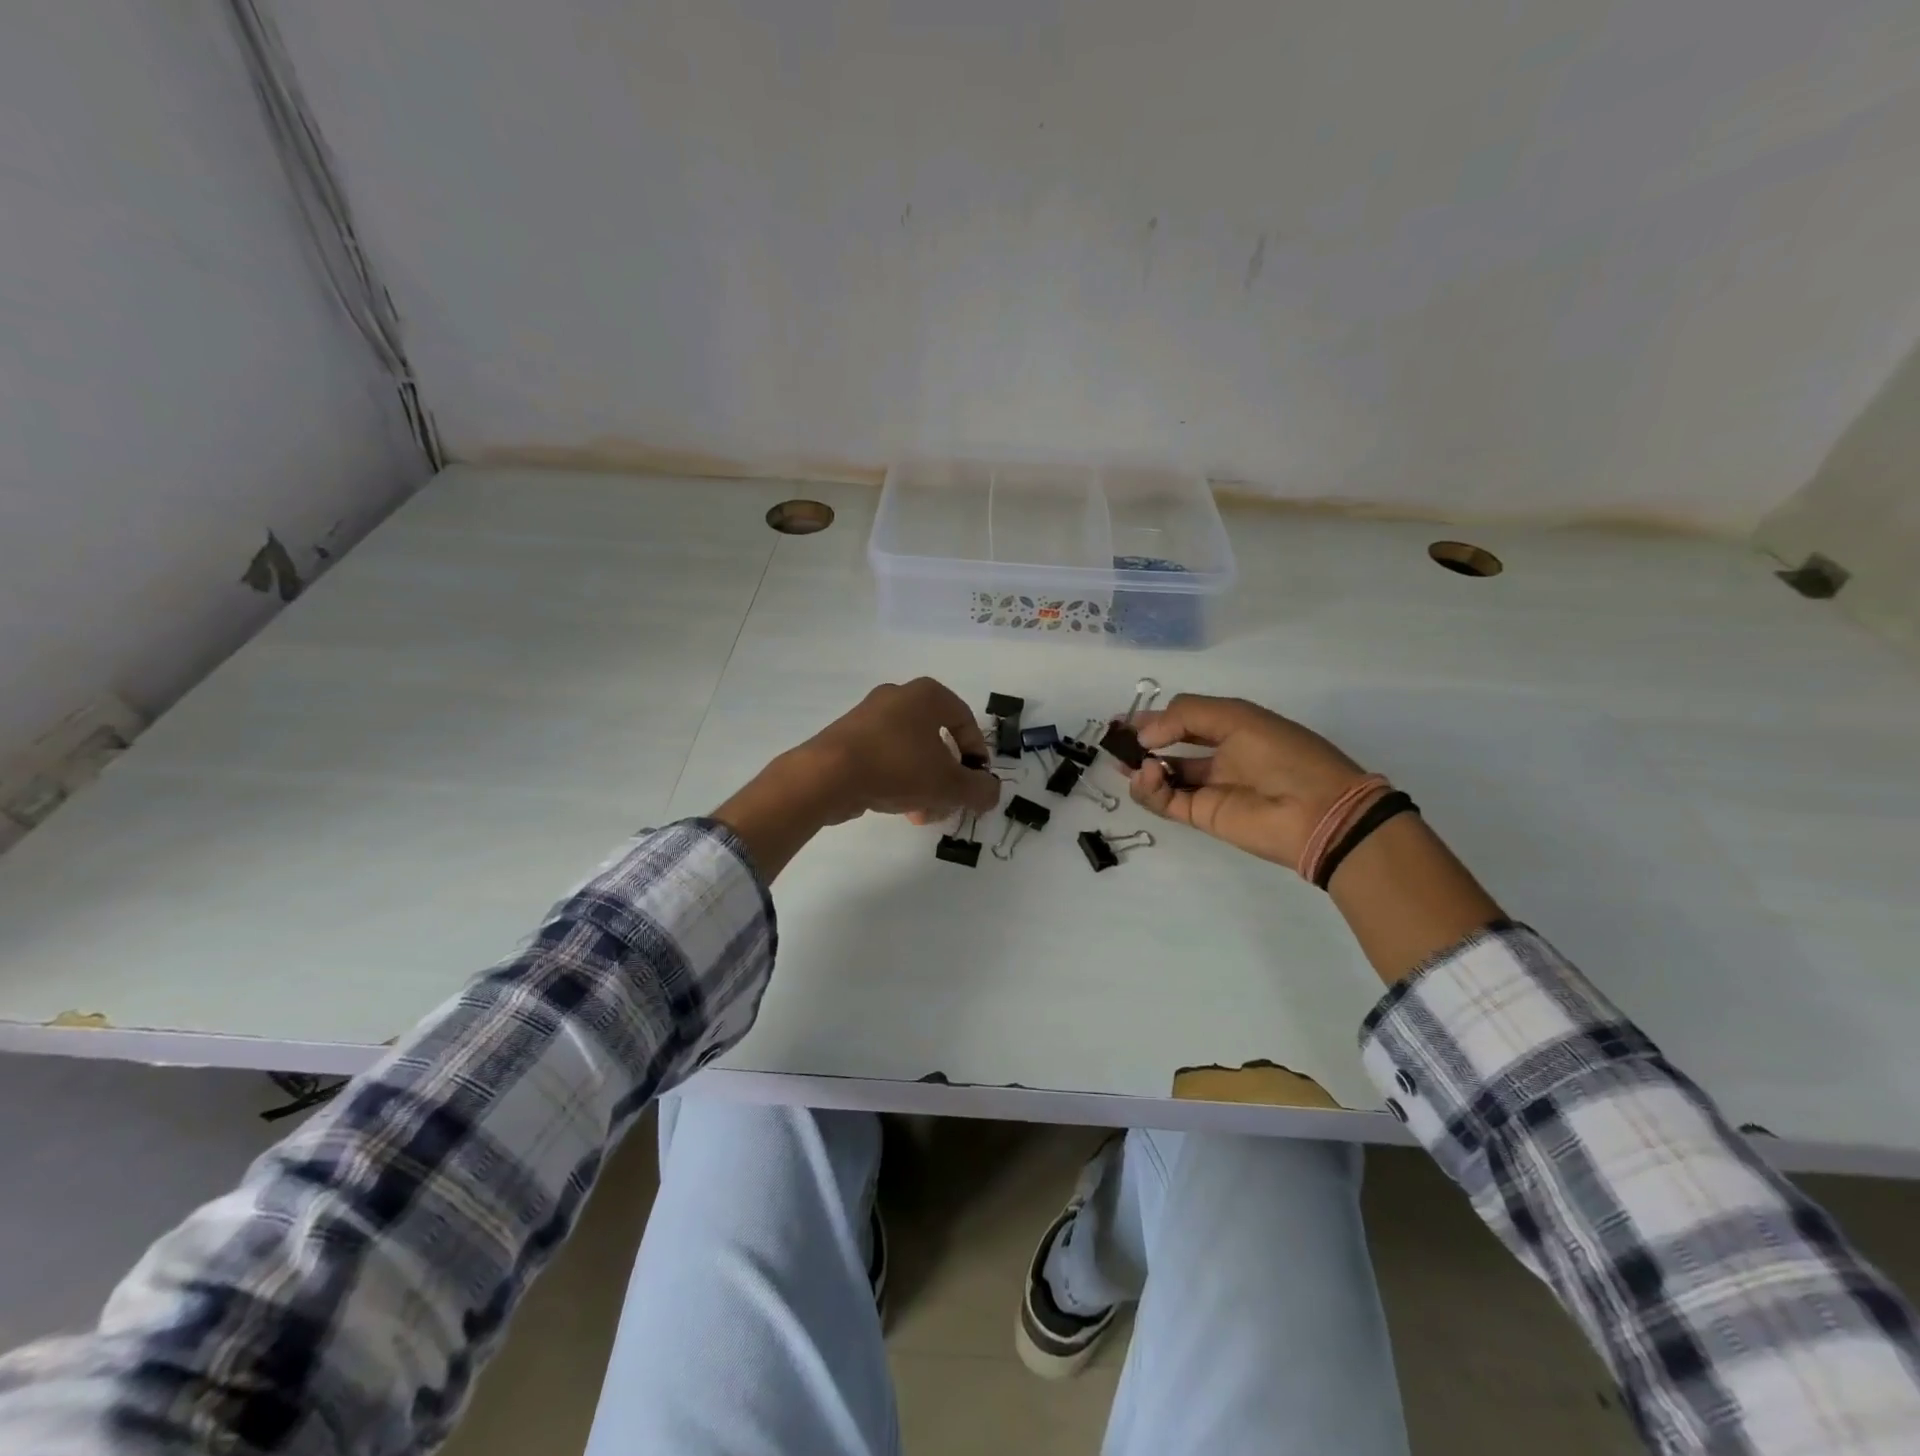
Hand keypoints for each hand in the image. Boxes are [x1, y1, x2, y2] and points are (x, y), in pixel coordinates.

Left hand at [714, 678, 1000, 878]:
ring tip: (921, 815)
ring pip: (911, 753)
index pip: (966, 721)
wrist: (827, 775)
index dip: (977, 755)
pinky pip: (885, 758)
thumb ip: (979, 790)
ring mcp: (869, 716)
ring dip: (924, 785)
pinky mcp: (847, 737)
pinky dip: (897, 780)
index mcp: (927, 695)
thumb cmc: (898, 767)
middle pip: (938, 741)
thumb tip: (991, 793)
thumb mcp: (949, 784)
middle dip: (948, 778)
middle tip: (949, 804)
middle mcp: (899, 697)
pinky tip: (897, 807)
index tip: (977, 783)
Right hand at [1126, 694, 1371, 872]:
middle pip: (1168, 748)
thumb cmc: (1282, 753)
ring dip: (1140, 766)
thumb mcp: (1236, 717)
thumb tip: (1144, 736)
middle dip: (1139, 743)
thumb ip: (1185, 716)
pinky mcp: (1201, 815)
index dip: (1154, 717)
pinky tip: (1148, 775)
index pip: (1184, 720)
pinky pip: (1165, 801)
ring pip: (1162, 776)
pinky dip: (1149, 788)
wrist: (1317, 811)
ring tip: (1128, 761)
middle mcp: (1218, 757)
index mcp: (1232, 729)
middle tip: (1113, 740)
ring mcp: (1209, 788)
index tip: (1123, 718)